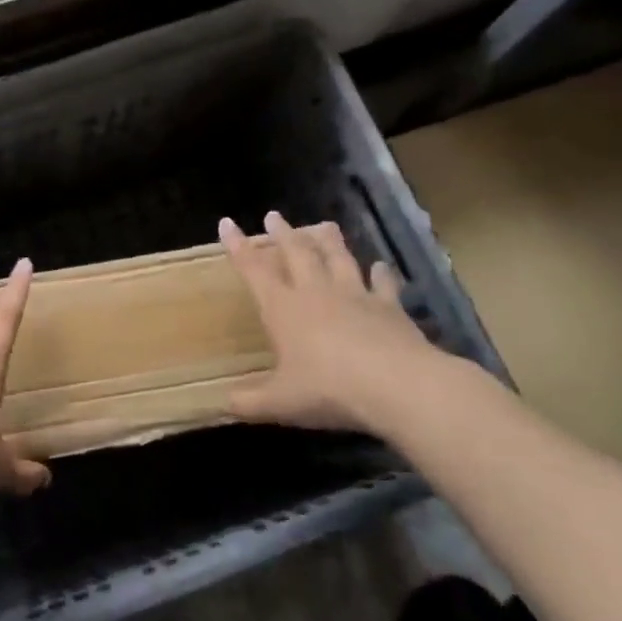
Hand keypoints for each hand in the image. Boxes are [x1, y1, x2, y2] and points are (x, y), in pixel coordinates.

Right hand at [220, 211, 451, 437]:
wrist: (399, 386)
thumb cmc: (328, 389)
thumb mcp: (279, 403)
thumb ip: (249, 402)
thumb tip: (223, 404)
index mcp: (283, 309)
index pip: (254, 270)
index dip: (238, 246)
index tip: (227, 223)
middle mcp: (316, 293)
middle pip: (297, 253)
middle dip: (283, 234)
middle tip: (275, 216)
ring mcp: (356, 296)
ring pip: (339, 259)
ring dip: (328, 241)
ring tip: (324, 225)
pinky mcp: (390, 308)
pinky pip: (383, 284)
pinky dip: (381, 273)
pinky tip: (381, 266)